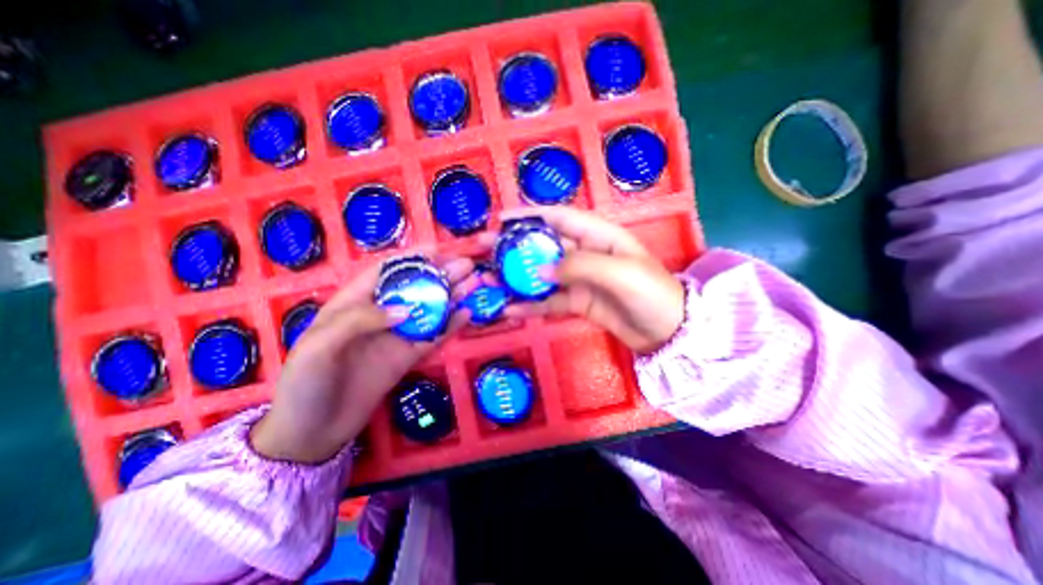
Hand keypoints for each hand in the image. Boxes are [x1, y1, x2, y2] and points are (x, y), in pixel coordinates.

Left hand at [253, 253, 472, 461]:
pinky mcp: (408, 356)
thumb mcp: (320, 344)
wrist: (312, 433)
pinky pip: (433, 337)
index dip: (411, 259)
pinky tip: (467, 315)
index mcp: (353, 303)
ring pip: (429, 310)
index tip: (438, 250)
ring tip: (474, 283)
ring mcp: (397, 335)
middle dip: (440, 274)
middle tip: (467, 265)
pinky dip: (450, 326)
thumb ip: (362, 320)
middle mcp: (380, 314)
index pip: (386, 272)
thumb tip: (407, 309)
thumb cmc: (305, 383)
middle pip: (414, 288)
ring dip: (451, 296)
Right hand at [495, 208, 685, 353]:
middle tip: (484, 248)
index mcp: (597, 236)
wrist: (668, 331)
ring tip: (489, 279)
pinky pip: (548, 301)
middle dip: (514, 246)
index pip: (559, 218)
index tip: (501, 219)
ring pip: (541, 274)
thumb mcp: (619, 272)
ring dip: (516, 276)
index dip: (530, 215)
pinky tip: (510, 310)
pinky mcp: (576, 302)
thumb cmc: (650, 292)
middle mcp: (584, 254)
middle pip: (543, 245)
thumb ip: (578, 266)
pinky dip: (530, 305)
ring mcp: (578, 279)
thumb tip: (541, 270)